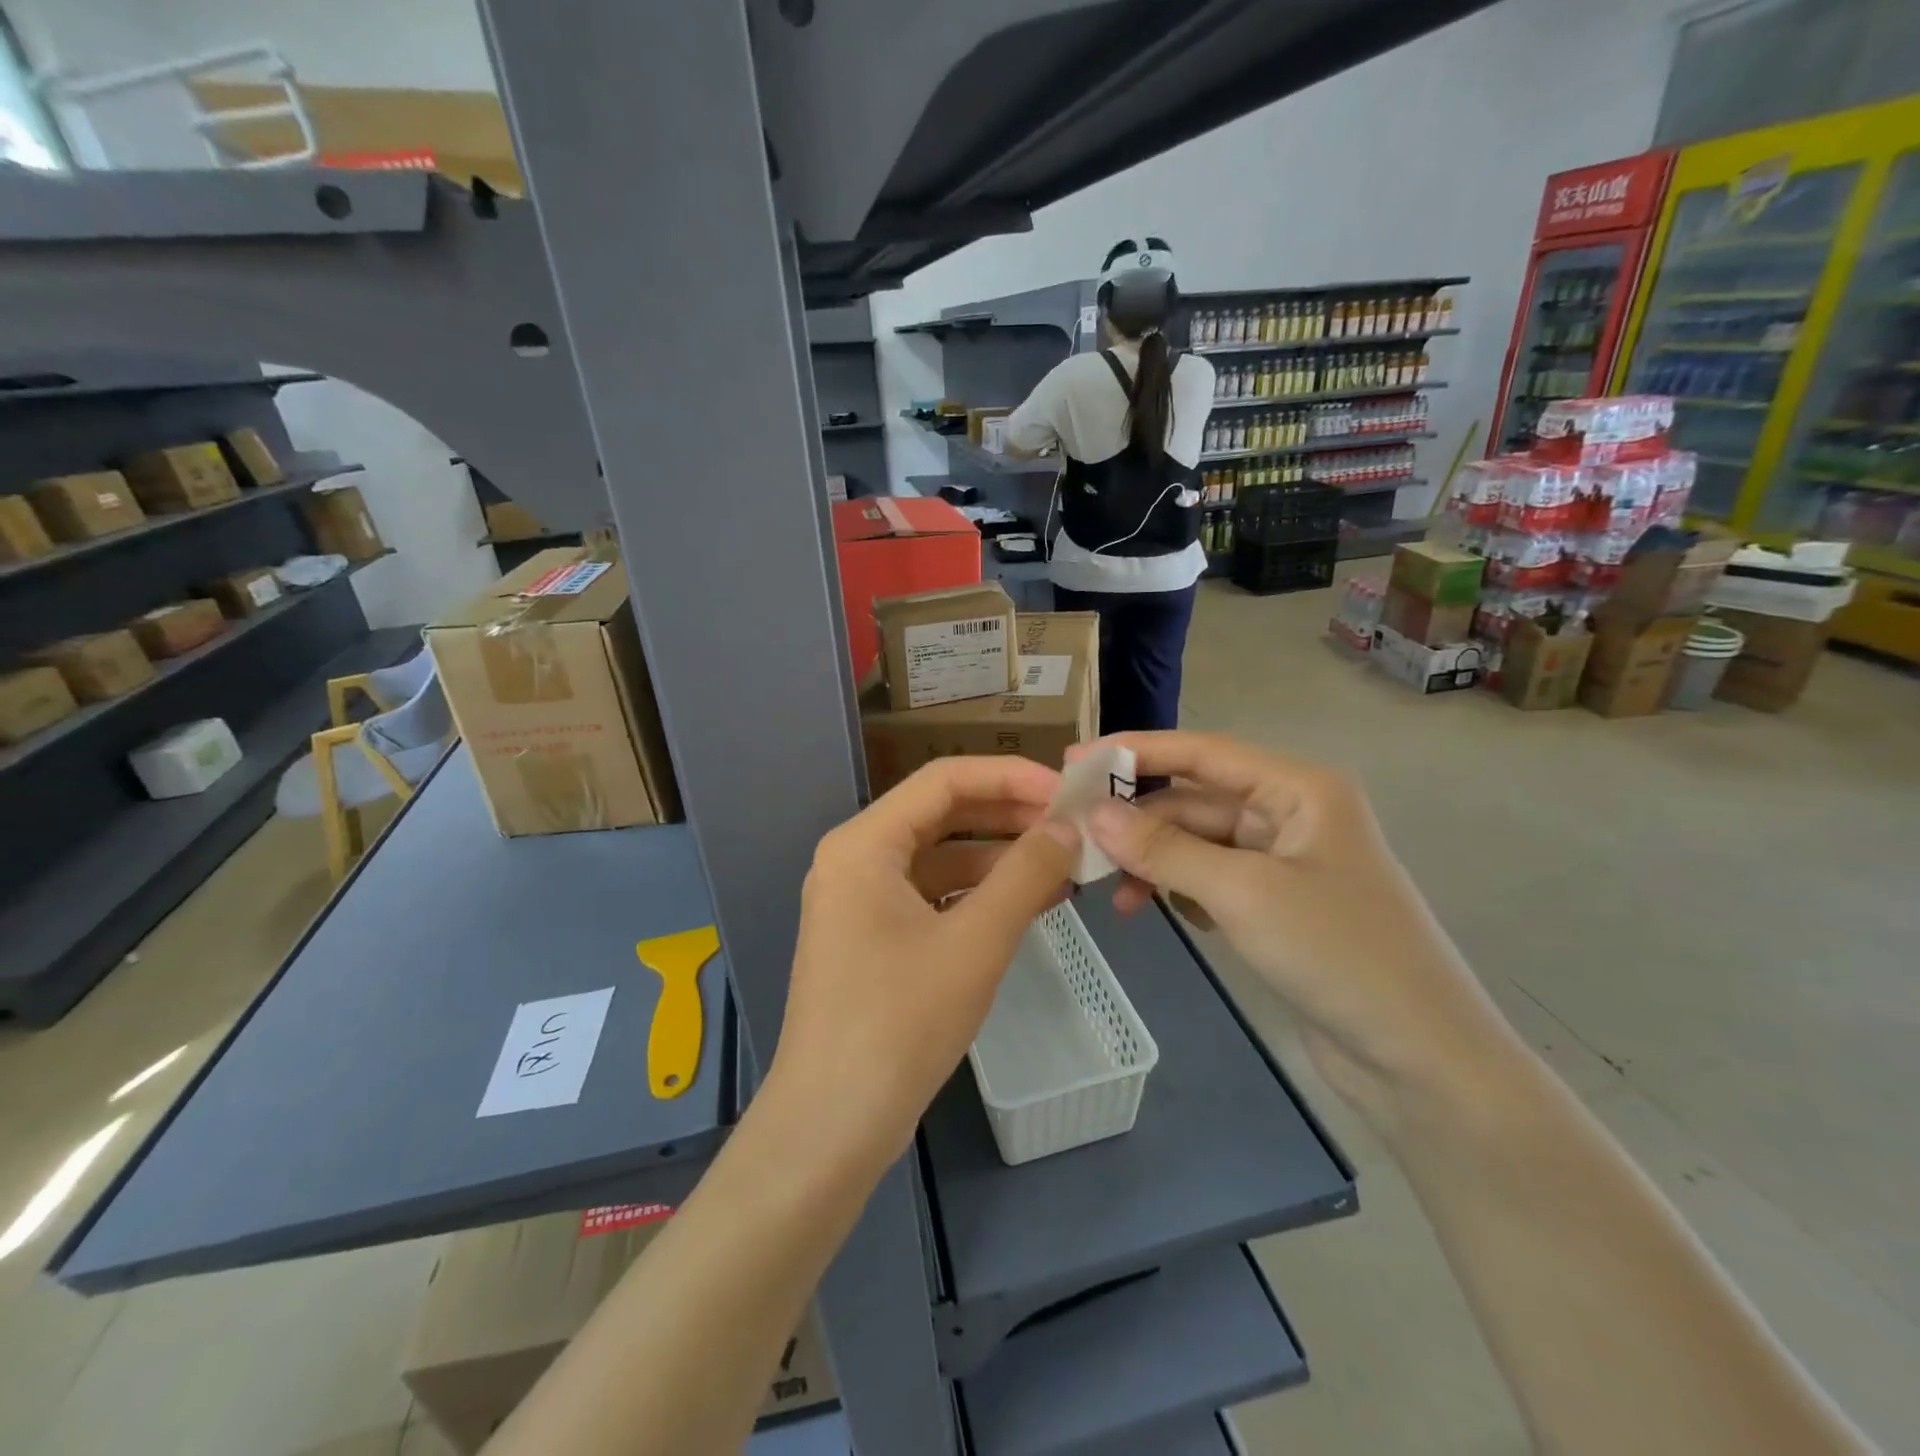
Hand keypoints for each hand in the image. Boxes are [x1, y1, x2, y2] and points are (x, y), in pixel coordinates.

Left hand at [768, 757, 1079, 1173]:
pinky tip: (1028, 906)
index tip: (1068, 792)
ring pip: (940, 858)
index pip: (945, 779)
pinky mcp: (873, 939)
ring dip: (999, 860)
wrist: (831, 1126)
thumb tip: (1067, 826)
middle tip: (1074, 827)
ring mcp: (861, 901)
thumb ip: (1026, 874)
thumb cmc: (899, 1022)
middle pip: (942, 815)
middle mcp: (856, 859)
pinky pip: (932, 896)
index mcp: (864, 843)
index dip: (1011, 777)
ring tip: (1065, 868)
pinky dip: (978, 896)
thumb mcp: (974, 942)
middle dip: (1009, 817)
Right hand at [1080, 732, 1515, 1127]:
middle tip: (1076, 840)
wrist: (1421, 1061)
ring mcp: (1285, 863)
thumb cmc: (1339, 955)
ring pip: (1199, 843)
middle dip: (1139, 820)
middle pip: (1196, 800)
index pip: (1203, 752)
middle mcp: (1292, 814)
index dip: (1136, 752)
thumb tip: (1093, 814)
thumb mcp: (1243, 893)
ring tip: (1115, 895)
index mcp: (1299, 789)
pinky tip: (1157, 911)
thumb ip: (1164, 849)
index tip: (1074, 760)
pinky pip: (1211, 880)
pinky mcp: (1277, 906)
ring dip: (1155, 861)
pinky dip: (1179, 889)